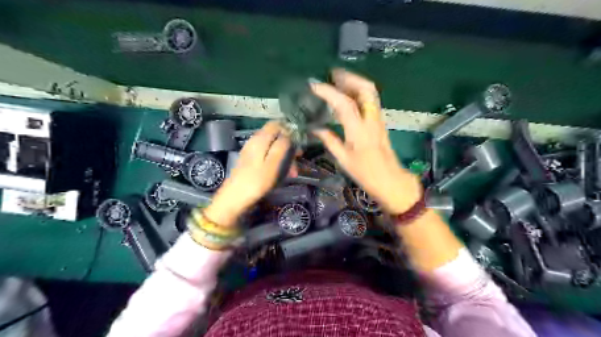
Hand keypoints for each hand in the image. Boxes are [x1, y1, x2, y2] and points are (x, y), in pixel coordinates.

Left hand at [204, 121, 293, 225]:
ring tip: (293, 172)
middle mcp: (254, 141)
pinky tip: (283, 174)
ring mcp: (251, 151)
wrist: (234, 198)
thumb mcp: (272, 164)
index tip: (300, 140)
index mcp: (260, 139)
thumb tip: (289, 133)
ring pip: (272, 147)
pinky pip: (267, 156)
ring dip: (284, 157)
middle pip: (275, 136)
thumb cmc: (256, 182)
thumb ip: (281, 146)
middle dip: (289, 146)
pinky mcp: (250, 160)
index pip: (276, 124)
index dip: (289, 129)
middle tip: (299, 158)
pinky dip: (277, 162)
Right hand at [312, 69, 418, 212]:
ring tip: (338, 81)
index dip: (329, 92)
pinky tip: (348, 96)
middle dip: (349, 77)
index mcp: (359, 131)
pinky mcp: (380, 122)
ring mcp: (378, 119)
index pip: (344, 104)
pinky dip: (359, 92)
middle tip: (332, 75)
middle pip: (366, 89)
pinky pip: (371, 100)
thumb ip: (329, 141)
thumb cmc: (365, 173)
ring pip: (370, 92)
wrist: (390, 180)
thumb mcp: (343, 159)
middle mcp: (371, 120)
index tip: (314, 85)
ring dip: (355, 82)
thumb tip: (315, 129)